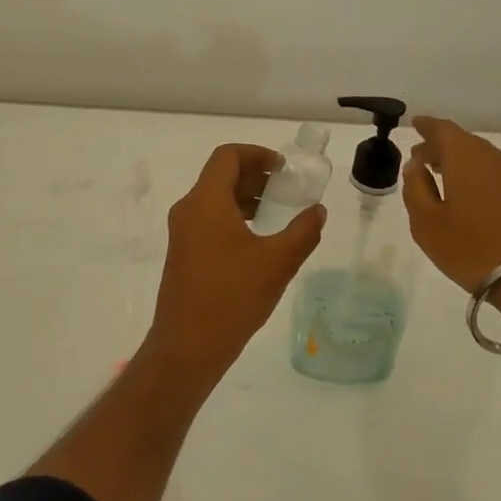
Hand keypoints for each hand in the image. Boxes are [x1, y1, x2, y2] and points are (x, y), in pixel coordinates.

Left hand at [146, 143, 325, 377]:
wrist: (187, 346)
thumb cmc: (232, 297)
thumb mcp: (277, 262)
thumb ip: (302, 232)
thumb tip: (318, 211)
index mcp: (205, 201)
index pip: (227, 156)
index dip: (257, 154)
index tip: (284, 168)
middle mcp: (188, 210)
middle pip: (220, 176)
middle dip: (255, 176)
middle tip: (287, 188)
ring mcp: (182, 233)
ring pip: (214, 200)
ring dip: (246, 198)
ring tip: (278, 213)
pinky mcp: (183, 254)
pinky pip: (209, 221)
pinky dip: (234, 218)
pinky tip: (258, 241)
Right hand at [402, 115, 500, 296]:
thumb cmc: (472, 247)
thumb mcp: (427, 222)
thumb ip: (416, 188)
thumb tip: (415, 166)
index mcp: (465, 155)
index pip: (442, 128)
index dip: (426, 126)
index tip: (415, 126)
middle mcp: (493, 157)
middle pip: (463, 142)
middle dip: (440, 148)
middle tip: (421, 160)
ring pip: (481, 159)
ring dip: (459, 164)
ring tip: (442, 179)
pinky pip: (495, 175)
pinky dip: (477, 178)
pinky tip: (469, 198)